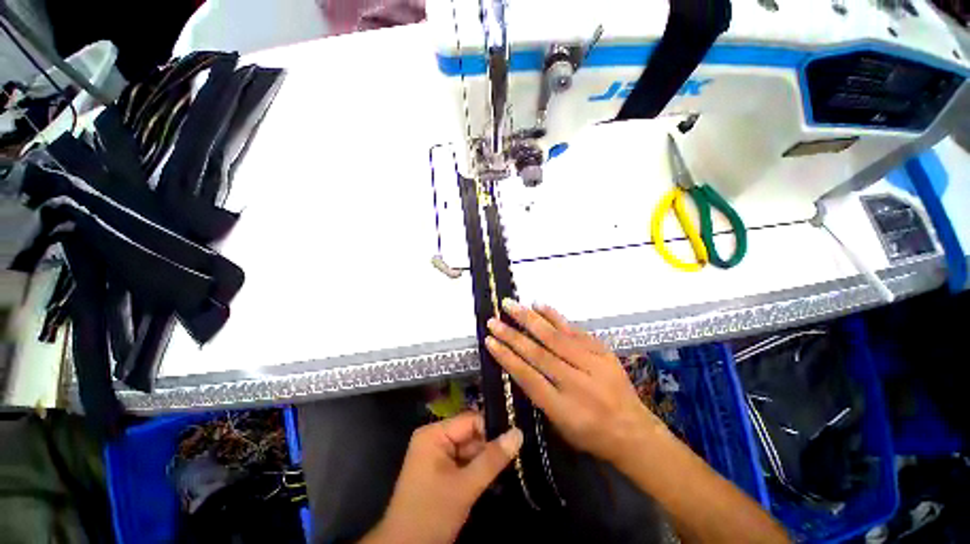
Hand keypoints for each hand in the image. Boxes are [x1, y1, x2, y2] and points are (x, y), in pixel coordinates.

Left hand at [364, 412, 522, 543]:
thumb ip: (492, 459)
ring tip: (509, 465)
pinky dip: (477, 469)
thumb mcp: (465, 487)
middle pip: (471, 434)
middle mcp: (435, 438)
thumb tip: (519, 433)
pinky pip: (464, 461)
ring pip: (470, 449)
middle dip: (490, 447)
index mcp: (434, 434)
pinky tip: (493, 476)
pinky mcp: (440, 470)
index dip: (492, 429)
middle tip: (517, 455)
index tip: (515, 440)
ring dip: (485, 460)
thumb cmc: (431, 514)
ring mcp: (437, 455)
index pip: (471, 420)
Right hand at [485, 300, 665, 464]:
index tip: (489, 341)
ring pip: (555, 337)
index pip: (528, 377)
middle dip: (512, 335)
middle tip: (493, 320)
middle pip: (538, 354)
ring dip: (529, 319)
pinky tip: (539, 305)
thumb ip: (539, 393)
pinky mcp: (602, 351)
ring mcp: (592, 364)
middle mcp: (577, 384)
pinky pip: (574, 330)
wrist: (635, 432)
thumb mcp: (560, 425)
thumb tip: (518, 361)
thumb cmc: (591, 434)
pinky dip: (554, 316)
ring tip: (510, 305)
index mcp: (563, 409)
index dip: (506, 357)